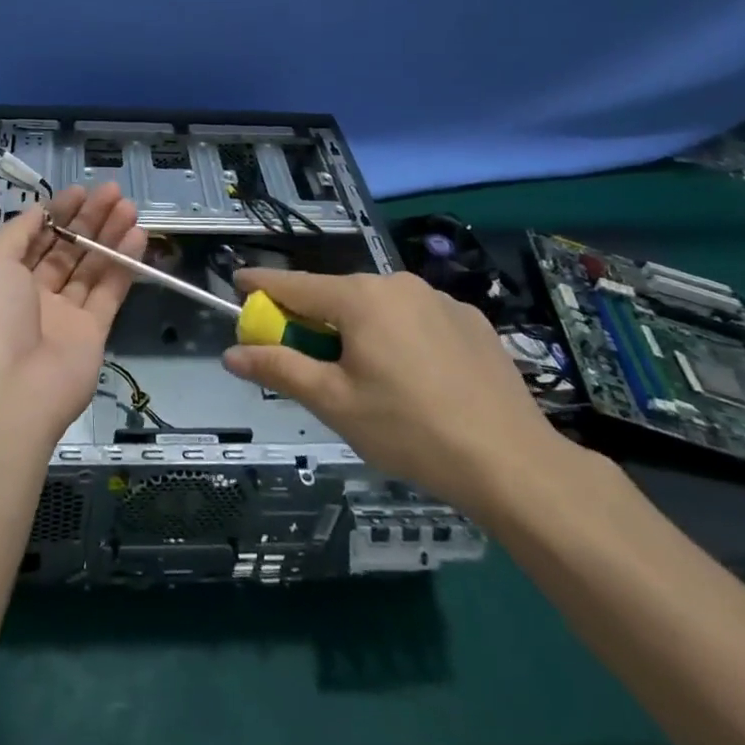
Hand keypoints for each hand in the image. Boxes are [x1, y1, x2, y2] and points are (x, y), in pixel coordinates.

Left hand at [0, 182, 144, 444]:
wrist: (9, 391)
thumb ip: (19, 232)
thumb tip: (40, 211)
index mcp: (2, 278)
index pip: (35, 237)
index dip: (58, 212)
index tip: (82, 190)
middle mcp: (33, 294)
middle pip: (66, 249)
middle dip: (89, 219)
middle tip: (114, 192)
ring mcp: (64, 315)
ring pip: (91, 267)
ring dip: (110, 236)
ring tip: (130, 207)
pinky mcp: (93, 333)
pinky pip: (110, 291)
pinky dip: (124, 264)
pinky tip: (138, 236)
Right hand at [222, 268, 578, 514]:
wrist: (513, 463)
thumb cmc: (410, 430)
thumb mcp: (335, 404)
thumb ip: (280, 369)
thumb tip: (231, 353)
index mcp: (359, 298)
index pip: (295, 284)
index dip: (262, 284)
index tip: (238, 282)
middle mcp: (397, 284)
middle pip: (338, 296)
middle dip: (314, 319)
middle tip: (307, 357)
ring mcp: (440, 299)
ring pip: (380, 307)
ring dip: (360, 329)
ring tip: (369, 378)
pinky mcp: (472, 320)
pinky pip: (418, 319)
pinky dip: (402, 337)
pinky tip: (418, 378)